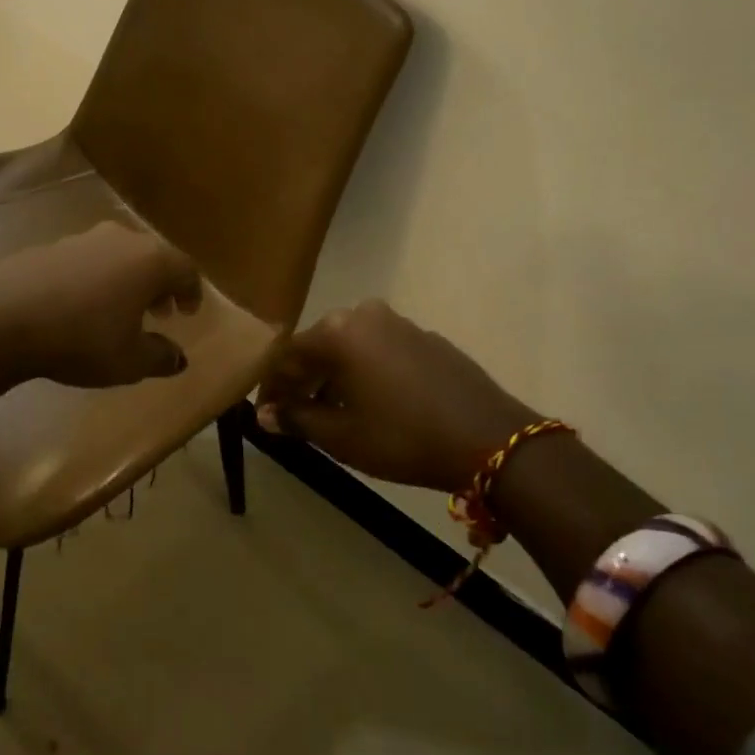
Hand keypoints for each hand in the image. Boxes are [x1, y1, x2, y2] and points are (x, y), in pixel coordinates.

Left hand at [0, 222, 202, 386]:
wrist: (3, 318)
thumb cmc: (81, 339)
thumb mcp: (129, 361)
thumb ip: (160, 357)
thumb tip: (178, 358)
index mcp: (149, 261)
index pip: (185, 269)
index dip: (192, 291)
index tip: (189, 312)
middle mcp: (121, 239)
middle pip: (152, 257)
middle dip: (160, 285)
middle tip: (159, 311)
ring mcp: (82, 239)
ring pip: (118, 255)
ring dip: (127, 280)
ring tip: (119, 310)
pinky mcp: (50, 246)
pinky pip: (87, 260)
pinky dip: (95, 278)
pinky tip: (80, 305)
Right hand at [254, 299, 538, 490]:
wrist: (489, 438)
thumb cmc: (403, 437)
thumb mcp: (342, 436)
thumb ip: (298, 419)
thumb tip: (265, 414)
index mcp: (339, 332)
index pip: (288, 355)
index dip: (272, 386)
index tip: (266, 414)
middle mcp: (366, 315)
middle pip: (319, 346)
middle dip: (302, 380)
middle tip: (293, 413)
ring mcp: (400, 323)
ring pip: (352, 347)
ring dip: (335, 376)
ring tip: (331, 412)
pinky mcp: (427, 338)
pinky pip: (380, 350)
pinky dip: (366, 372)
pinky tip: (373, 403)